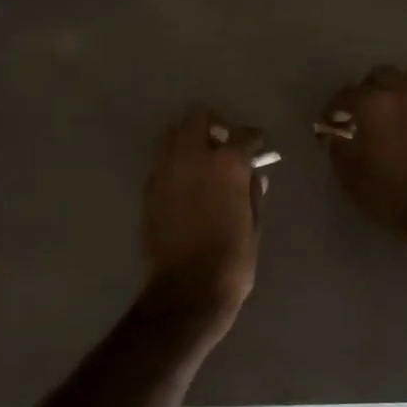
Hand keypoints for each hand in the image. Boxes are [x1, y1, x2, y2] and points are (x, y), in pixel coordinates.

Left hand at [142, 106, 265, 320]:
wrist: (188, 289)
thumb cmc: (232, 259)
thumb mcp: (253, 224)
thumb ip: (251, 192)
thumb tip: (252, 175)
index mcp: (226, 163)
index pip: (242, 135)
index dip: (252, 138)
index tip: (257, 144)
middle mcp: (192, 157)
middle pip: (198, 118)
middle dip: (213, 125)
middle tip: (224, 144)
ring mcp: (166, 171)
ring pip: (172, 134)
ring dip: (188, 138)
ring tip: (201, 158)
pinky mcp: (149, 189)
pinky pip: (162, 161)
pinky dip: (174, 162)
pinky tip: (185, 181)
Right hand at [318, 67, 406, 242]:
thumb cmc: (388, 195)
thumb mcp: (348, 174)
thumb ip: (338, 145)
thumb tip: (337, 132)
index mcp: (373, 103)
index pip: (344, 95)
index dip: (332, 112)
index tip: (328, 128)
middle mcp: (404, 93)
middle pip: (380, 76)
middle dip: (366, 92)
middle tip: (360, 116)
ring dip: (395, 94)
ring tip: (390, 117)